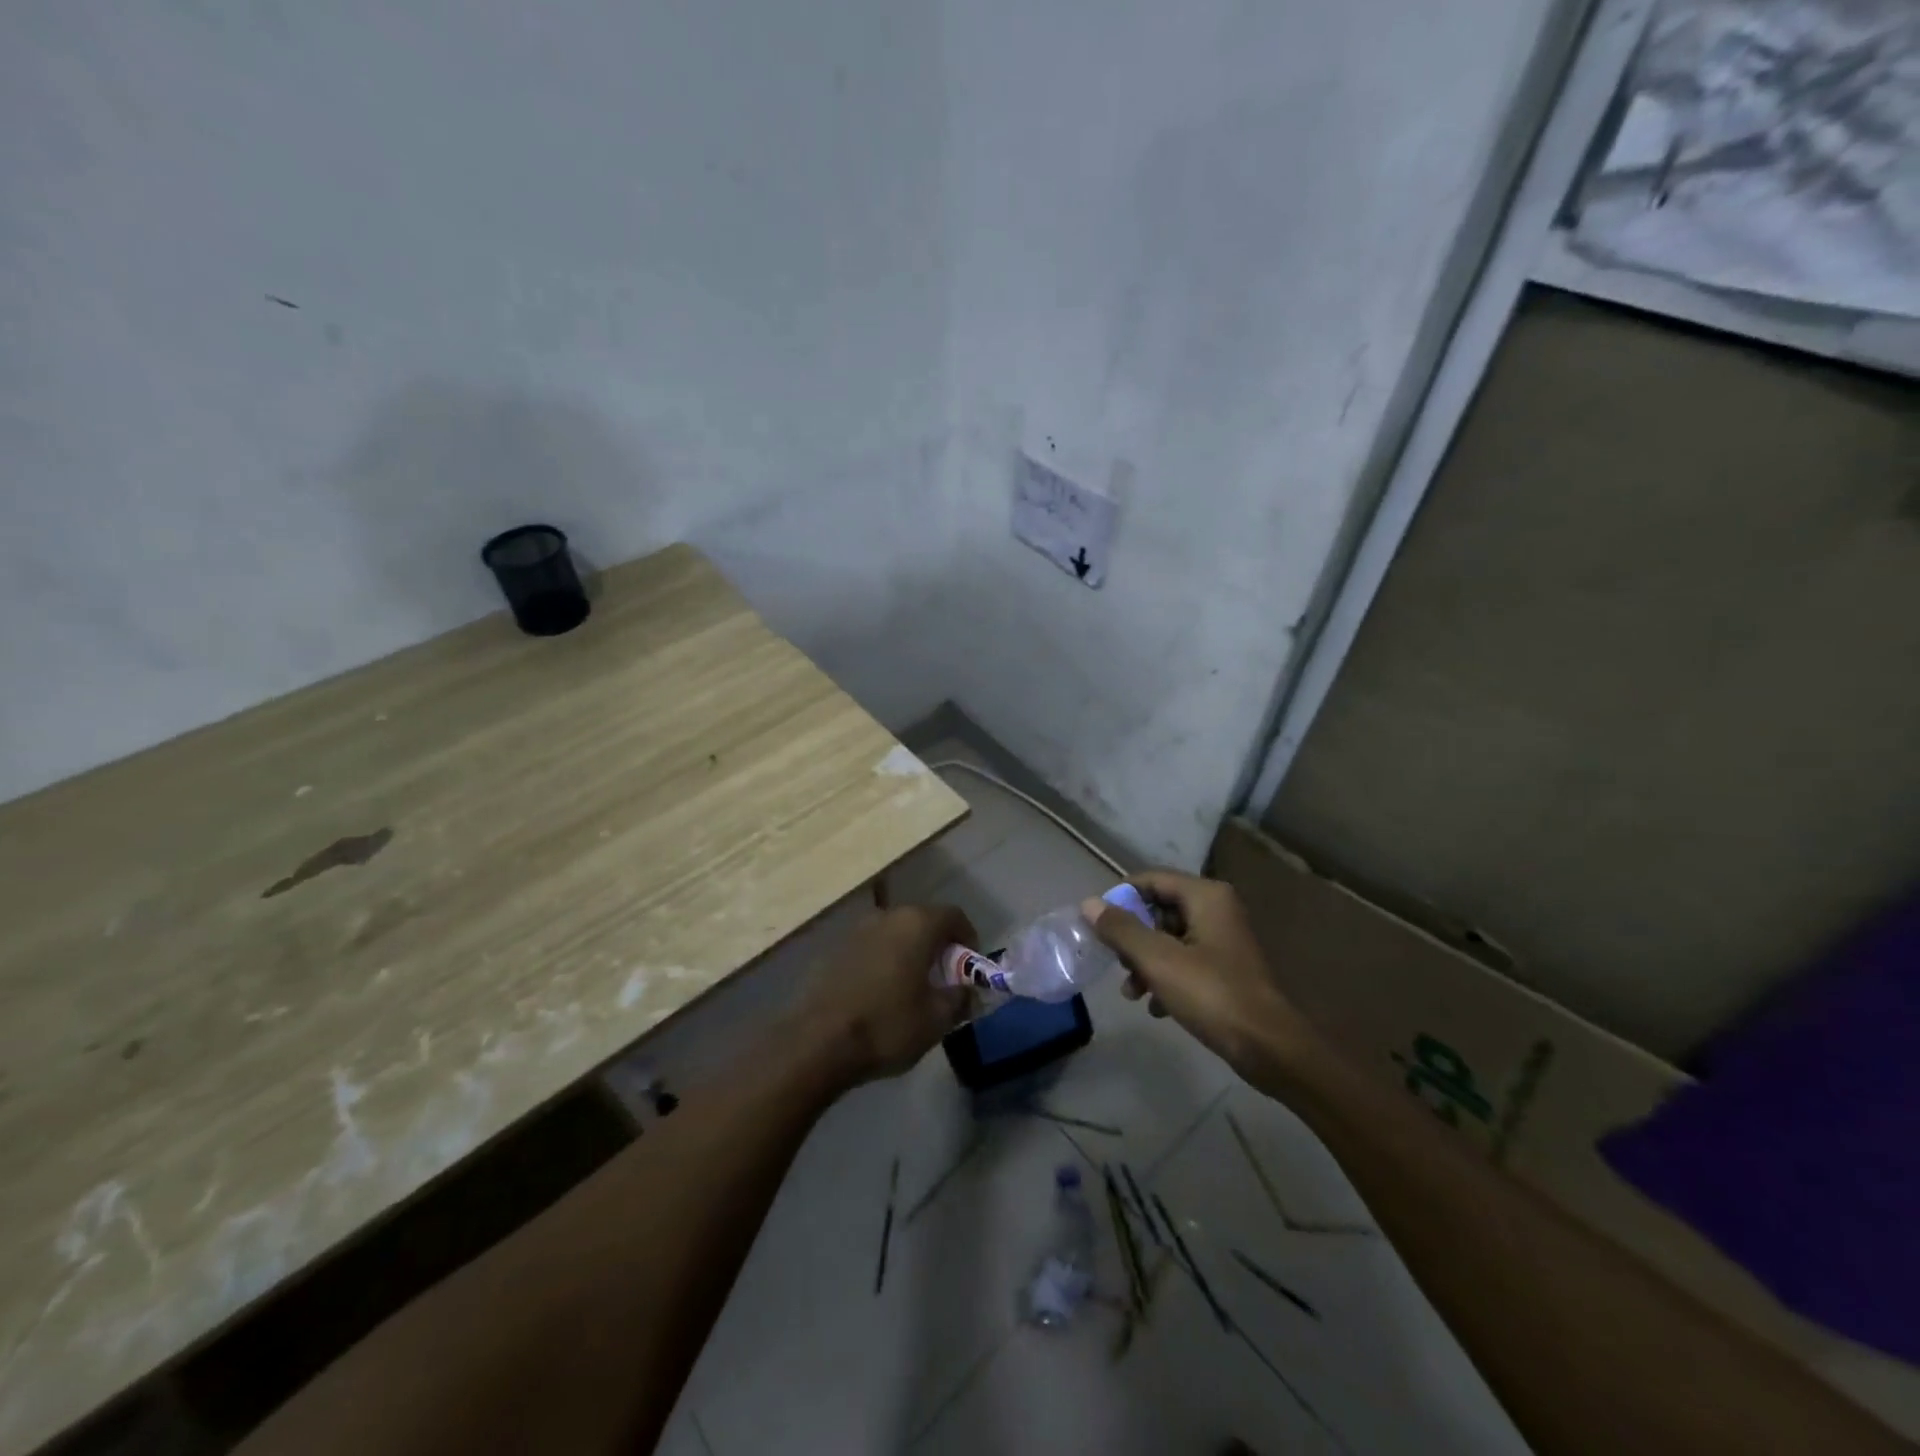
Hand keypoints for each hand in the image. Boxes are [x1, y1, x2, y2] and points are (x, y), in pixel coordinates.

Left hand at [801, 904, 975, 1084]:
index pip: (954, 916)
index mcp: (917, 924)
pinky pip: (871, 947)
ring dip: (909, 952)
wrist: (817, 1042)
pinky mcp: (834, 948)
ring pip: (895, 933)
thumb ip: (960, 999)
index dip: (968, 939)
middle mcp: (887, 915)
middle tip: (944, 979)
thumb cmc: (887, 1025)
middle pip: (923, 920)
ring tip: (912, 987)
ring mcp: (857, 929)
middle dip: (938, 946)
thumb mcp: (937, 1020)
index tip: (969, 968)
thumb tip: (966, 991)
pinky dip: (884, 961)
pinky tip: (881, 992)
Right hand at [1081, 871, 1302, 1076]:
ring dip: (1145, 962)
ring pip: (1169, 939)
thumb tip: (1089, 903)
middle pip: (1159, 909)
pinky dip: (1166, 978)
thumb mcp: (1158, 960)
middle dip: (1132, 937)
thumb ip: (1121, 929)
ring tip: (1132, 993)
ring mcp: (1223, 940)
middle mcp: (1217, 909)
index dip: (1120, 898)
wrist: (1269, 1048)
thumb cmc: (1212, 994)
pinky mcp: (1226, 969)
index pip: (1150, 880)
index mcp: (1205, 896)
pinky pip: (1185, 962)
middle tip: (1117, 963)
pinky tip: (1156, 1007)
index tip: (1097, 925)